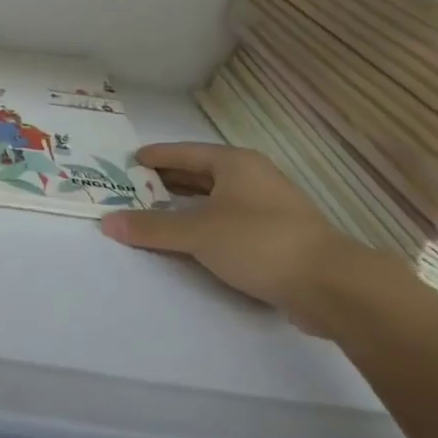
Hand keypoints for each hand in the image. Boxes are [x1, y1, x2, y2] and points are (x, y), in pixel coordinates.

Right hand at [99, 143, 389, 338]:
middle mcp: (254, 177)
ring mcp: (270, 206)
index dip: (157, 156)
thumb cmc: (258, 242)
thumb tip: (107, 222)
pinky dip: (206, 224)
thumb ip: (152, 227)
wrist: (330, 284)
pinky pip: (229, 220)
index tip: (131, 161)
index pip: (186, 152)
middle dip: (169, 180)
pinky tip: (192, 240)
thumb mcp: (197, 232)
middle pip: (202, 173)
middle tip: (135, 187)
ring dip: (187, 204)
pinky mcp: (278, 236)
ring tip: (156, 212)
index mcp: (235, 163)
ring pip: (217, 198)